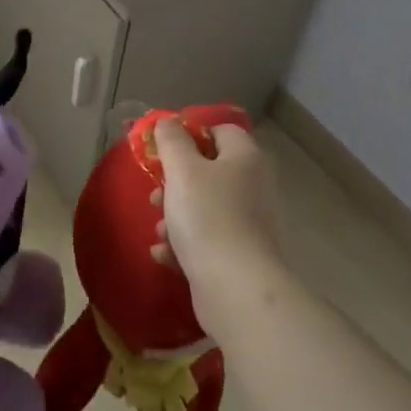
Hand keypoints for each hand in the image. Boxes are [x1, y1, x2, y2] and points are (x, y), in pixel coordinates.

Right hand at [149, 118, 282, 329]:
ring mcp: (251, 223)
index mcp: (246, 158)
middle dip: (176, 183)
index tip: (163, 150)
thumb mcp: (182, 169)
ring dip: (176, 217)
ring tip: (160, 231)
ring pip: (205, 208)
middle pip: (209, 171)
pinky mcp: (242, 255)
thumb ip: (171, 141)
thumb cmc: (207, 216)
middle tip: (156, 195)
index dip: (190, 135)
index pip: (220, 131)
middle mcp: (254, 186)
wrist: (236, 288)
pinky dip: (185, 245)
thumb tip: (168, 121)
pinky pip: (208, 240)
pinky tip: (165, 255)